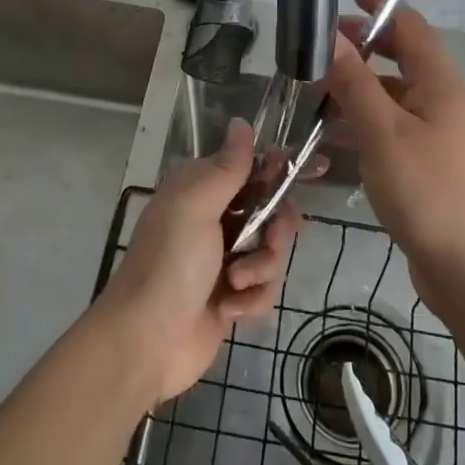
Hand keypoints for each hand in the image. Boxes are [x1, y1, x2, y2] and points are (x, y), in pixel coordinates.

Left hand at [96, 118, 299, 404]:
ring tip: (235, 286)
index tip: (318, 169)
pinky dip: (251, 299)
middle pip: (272, 210)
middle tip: (266, 243)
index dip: (282, 167)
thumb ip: (227, 167)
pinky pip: (264, 287)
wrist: (145, 342)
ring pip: (272, 251)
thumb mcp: (196, 206)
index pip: (251, 166)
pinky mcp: (231, 296)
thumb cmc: (169, 264)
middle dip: (275, 230)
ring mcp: (223, 259)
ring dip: (261, 269)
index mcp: (201, 190)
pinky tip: (228, 310)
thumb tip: (241, 121)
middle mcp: (214, 218)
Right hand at [324, 0, 464, 301]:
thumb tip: (331, 37)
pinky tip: (331, 134)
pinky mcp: (425, 161)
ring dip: (357, 85)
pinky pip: (389, 124)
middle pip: (401, 56)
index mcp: (439, 83)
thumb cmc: (425, 190)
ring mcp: (435, 132)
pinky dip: (362, 119)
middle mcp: (440, 100)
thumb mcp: (382, 131)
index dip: (381, 5)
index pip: (411, 26)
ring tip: (315, 90)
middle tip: (321, 46)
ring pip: (392, 93)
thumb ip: (354, 82)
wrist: (464, 265)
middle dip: (363, 46)